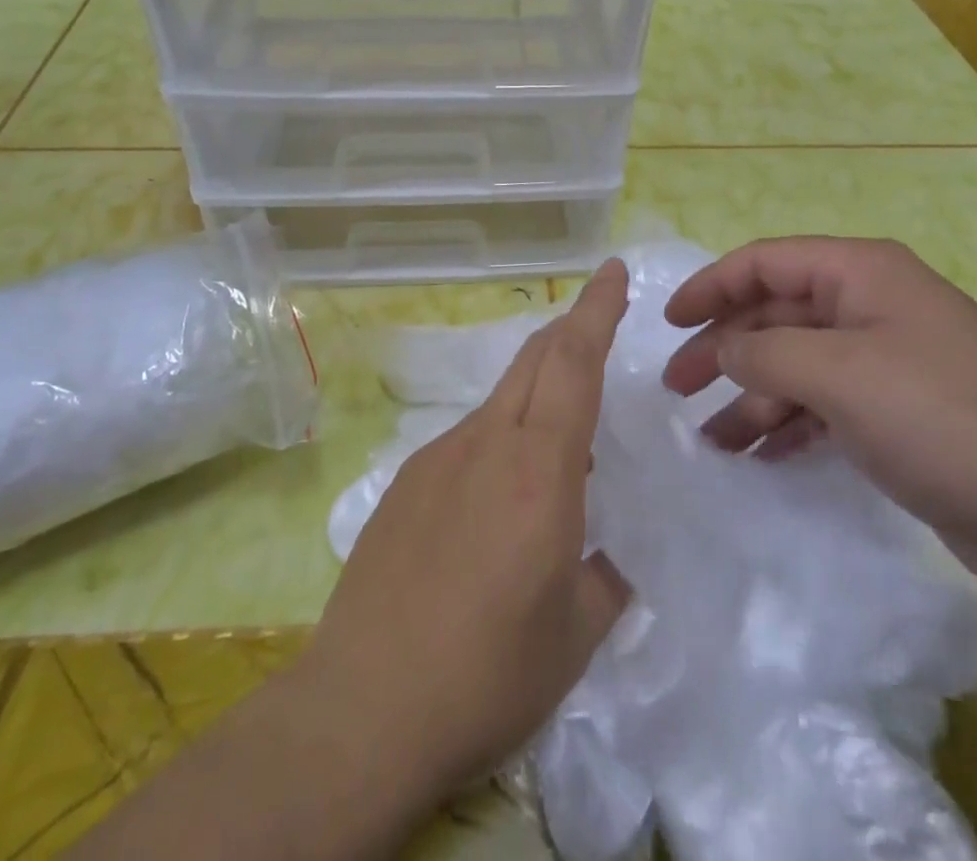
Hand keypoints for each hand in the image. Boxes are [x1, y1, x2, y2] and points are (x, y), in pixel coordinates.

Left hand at [304, 260, 632, 796]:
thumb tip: (603, 561)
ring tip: (560, 437)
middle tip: (597, 319)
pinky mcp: (405, 482)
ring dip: (536, 391)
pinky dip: (499, 439)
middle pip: (534, 360)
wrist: (364, 706)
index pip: (574, 363)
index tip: (612, 270)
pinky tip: (497, 498)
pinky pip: (467, 439)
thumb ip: (602, 582)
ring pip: (500, 399)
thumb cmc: (487, 673)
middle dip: (570, 328)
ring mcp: (438, 458)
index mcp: (540, 470)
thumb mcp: (573, 636)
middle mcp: (487, 444)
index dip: (596, 309)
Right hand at [662, 237, 976, 589]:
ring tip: (712, 439)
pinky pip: (823, 403)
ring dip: (751, 397)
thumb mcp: (838, 375)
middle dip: (723, 349)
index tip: (667, 323)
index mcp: (861, 273)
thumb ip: (764, 353)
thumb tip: (723, 349)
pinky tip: (758, 453)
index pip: (765, 262)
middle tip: (677, 387)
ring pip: (795, 364)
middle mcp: (871, 305)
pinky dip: (787, 423)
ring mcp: (886, 359)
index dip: (710, 286)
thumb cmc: (940, 417)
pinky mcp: (897, 409)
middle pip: (775, 314)